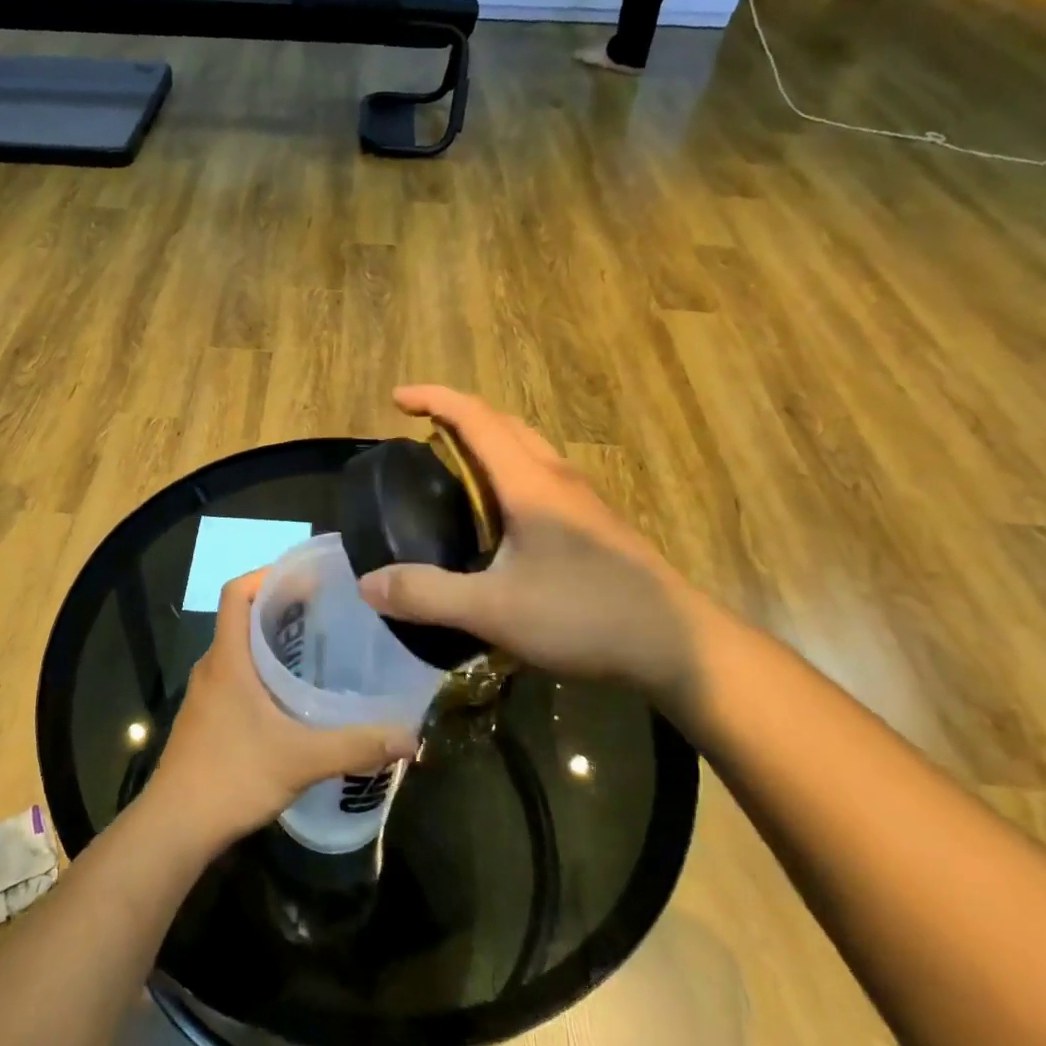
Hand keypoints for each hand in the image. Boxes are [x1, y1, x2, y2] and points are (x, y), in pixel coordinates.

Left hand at [148, 571, 419, 846]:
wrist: (175, 828)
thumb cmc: (232, 777)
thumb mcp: (301, 759)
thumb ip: (356, 746)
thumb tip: (410, 738)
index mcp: (227, 658)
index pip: (237, 592)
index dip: (267, 575)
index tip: (306, 578)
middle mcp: (212, 667)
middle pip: (242, 618)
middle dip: (282, 608)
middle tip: (327, 612)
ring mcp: (206, 695)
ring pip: (240, 650)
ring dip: (273, 642)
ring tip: (318, 649)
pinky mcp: (207, 719)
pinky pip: (237, 678)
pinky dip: (263, 673)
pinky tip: (294, 698)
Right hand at [358, 385, 704, 699]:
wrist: (677, 646)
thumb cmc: (584, 616)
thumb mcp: (495, 610)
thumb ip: (427, 595)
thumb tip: (368, 583)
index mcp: (530, 483)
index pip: (476, 419)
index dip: (435, 400)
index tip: (397, 399)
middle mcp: (557, 479)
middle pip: (505, 424)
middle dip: (460, 416)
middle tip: (423, 434)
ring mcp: (583, 501)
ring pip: (528, 449)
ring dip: (489, 442)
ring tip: (456, 471)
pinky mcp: (597, 525)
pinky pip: (542, 477)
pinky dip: (509, 473)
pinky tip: (502, 518)